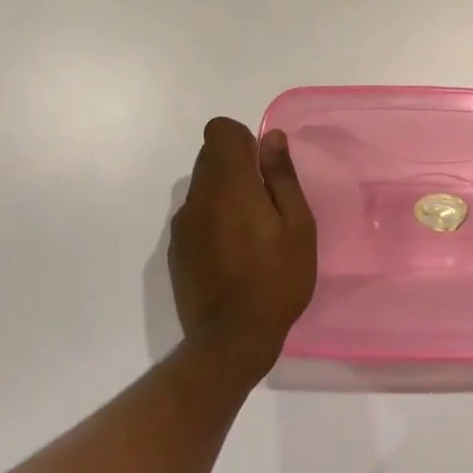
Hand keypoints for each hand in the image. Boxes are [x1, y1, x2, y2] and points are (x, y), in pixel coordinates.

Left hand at [169, 118, 317, 378]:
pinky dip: (212, 218)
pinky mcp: (175, 251)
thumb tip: (271, 137)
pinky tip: (232, 252)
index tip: (263, 166)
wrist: (231, 341)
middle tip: (265, 201)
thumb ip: (281, 176)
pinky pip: (194, 215)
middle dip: (236, 165)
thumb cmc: (276, 277)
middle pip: (209, 156)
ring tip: (251, 229)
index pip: (219, 131)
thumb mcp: (297, 224)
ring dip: (224, 192)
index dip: (242, 138)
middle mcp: (198, 197)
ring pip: (201, 186)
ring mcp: (182, 225)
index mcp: (229, 184)